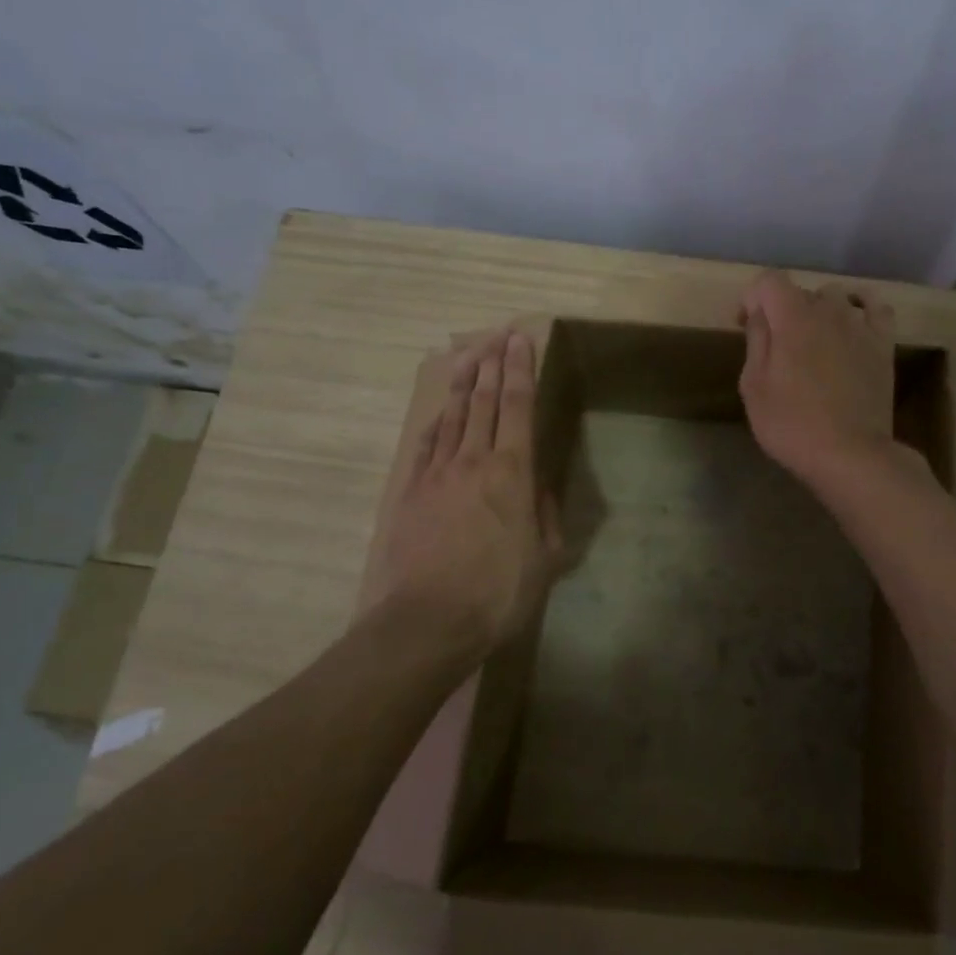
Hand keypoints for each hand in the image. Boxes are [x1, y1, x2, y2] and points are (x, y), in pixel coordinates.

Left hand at [364, 330, 564, 660]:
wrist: (428, 620)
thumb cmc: (498, 592)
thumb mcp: (545, 558)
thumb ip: (545, 515)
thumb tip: (539, 486)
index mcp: (512, 472)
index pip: (518, 406)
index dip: (521, 369)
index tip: (522, 340)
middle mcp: (474, 460)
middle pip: (485, 401)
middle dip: (493, 363)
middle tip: (498, 334)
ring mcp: (437, 473)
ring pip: (454, 415)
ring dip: (464, 383)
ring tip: (470, 355)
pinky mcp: (410, 491)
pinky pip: (426, 444)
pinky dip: (437, 421)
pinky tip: (441, 411)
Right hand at [738, 270, 897, 489]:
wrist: (850, 454)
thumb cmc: (792, 424)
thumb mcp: (754, 387)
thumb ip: (756, 341)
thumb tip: (760, 315)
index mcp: (791, 317)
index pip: (767, 281)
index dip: (750, 298)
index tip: (744, 326)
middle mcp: (828, 310)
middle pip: (799, 291)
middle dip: (781, 310)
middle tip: (773, 346)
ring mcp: (860, 325)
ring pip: (835, 297)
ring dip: (818, 310)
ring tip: (812, 340)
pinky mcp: (883, 344)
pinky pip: (875, 307)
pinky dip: (861, 307)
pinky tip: (852, 322)